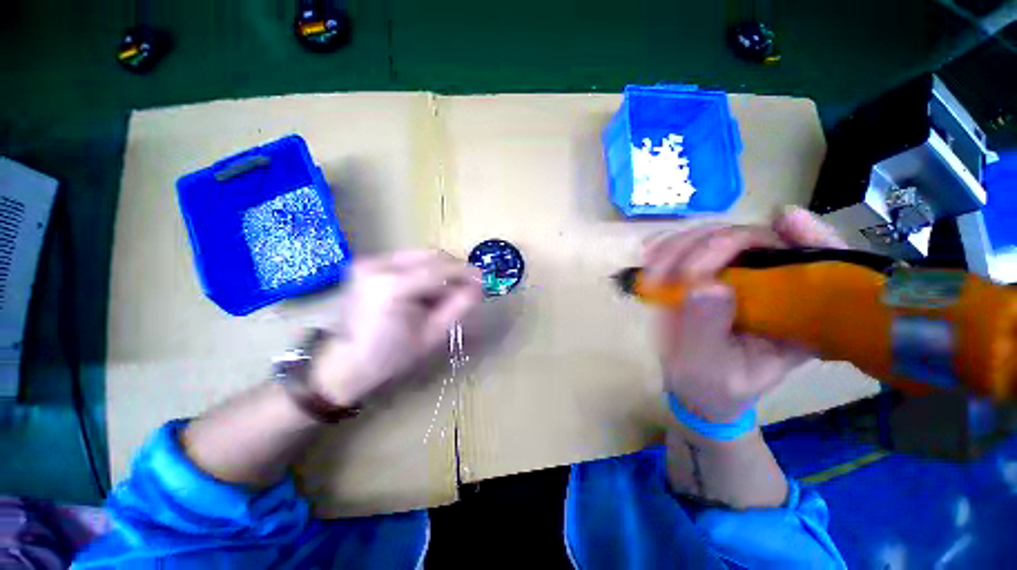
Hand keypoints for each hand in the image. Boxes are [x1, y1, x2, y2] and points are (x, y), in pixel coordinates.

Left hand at [310, 250, 482, 405]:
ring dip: (440, 271)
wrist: (346, 363)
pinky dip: (424, 271)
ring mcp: (369, 262)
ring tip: (446, 293)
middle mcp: (377, 265)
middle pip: (431, 256)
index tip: (484, 279)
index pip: (440, 269)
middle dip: (454, 270)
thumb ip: (458, 307)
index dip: (466, 272)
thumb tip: (480, 286)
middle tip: (468, 287)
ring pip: (421, 256)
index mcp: (392, 287)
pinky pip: (408, 260)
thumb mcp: (432, 335)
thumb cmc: (391, 357)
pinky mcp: (367, 264)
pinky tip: (427, 290)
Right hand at [647, 207, 846, 422]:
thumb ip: (707, 331)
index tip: (783, 220)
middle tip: (664, 270)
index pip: (821, 266)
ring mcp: (740, 276)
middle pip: (758, 239)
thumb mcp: (710, 371)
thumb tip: (706, 285)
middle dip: (707, 244)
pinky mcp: (709, 272)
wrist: (694, 388)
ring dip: (680, 245)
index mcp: (799, 319)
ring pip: (719, 236)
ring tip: (650, 268)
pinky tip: (651, 253)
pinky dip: (669, 245)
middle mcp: (774, 289)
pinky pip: (693, 245)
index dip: (812, 237)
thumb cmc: (711, 388)